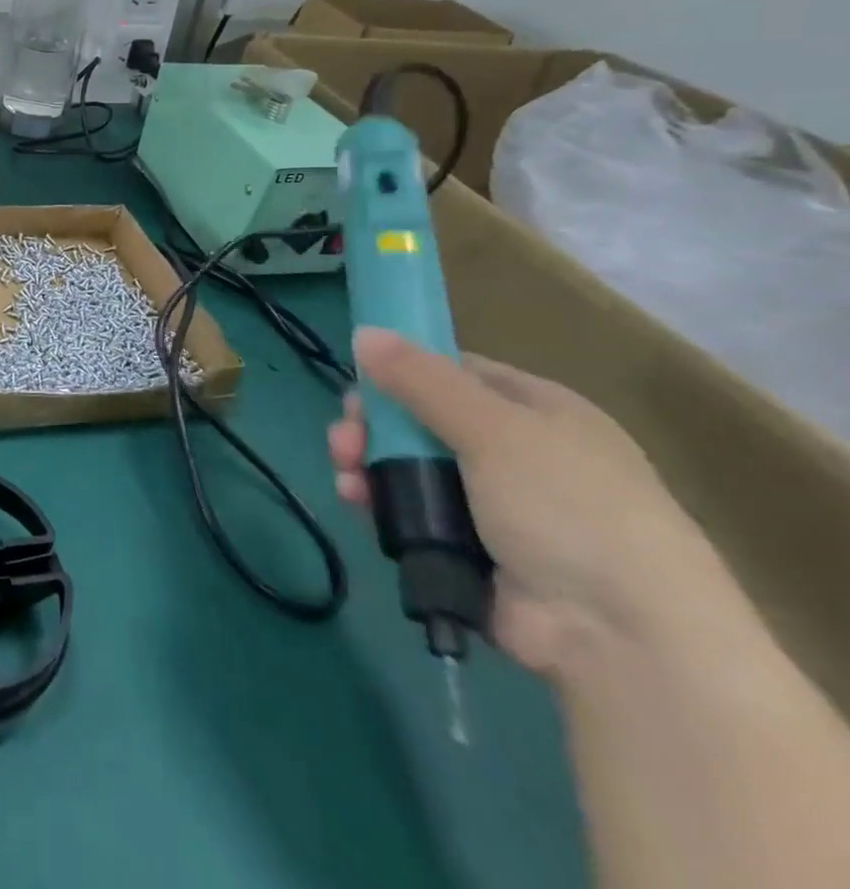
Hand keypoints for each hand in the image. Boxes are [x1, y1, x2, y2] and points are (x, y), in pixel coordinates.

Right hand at [329, 328, 726, 683]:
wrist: (625, 639)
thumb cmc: (569, 509)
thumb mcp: (494, 430)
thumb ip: (421, 379)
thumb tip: (364, 332)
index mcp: (538, 413)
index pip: (455, 372)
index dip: (403, 371)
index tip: (361, 382)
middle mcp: (516, 453)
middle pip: (420, 419)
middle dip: (373, 424)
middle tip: (345, 438)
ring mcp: (491, 505)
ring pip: (406, 465)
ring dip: (366, 462)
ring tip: (346, 476)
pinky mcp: (467, 548)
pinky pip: (408, 511)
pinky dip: (377, 502)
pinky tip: (355, 501)